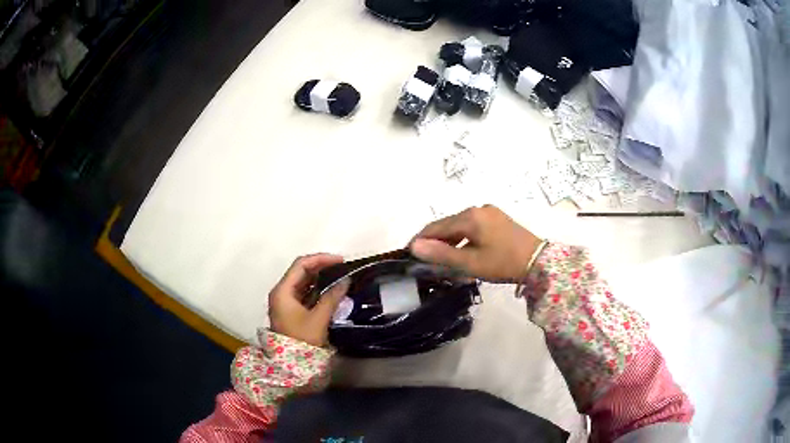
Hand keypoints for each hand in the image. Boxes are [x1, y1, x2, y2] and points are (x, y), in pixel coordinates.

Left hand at [268, 254, 350, 346]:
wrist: (290, 366)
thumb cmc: (302, 340)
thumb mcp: (318, 318)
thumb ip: (332, 297)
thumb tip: (346, 280)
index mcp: (283, 291)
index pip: (301, 265)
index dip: (321, 259)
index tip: (340, 261)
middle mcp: (281, 292)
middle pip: (301, 272)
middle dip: (321, 267)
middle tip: (342, 268)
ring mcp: (285, 302)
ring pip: (303, 283)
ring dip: (320, 279)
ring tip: (339, 277)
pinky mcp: (291, 311)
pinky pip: (304, 294)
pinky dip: (317, 290)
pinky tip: (331, 291)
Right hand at [409, 205, 542, 282]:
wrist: (538, 262)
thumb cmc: (502, 263)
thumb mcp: (470, 263)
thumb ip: (441, 254)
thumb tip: (414, 246)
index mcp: (469, 217)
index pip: (436, 227)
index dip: (421, 239)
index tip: (409, 253)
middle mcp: (477, 209)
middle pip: (448, 224)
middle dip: (435, 241)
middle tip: (424, 259)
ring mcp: (489, 212)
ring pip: (460, 226)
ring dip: (449, 240)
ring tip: (441, 258)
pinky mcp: (497, 219)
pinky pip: (472, 226)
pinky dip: (462, 238)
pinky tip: (462, 251)